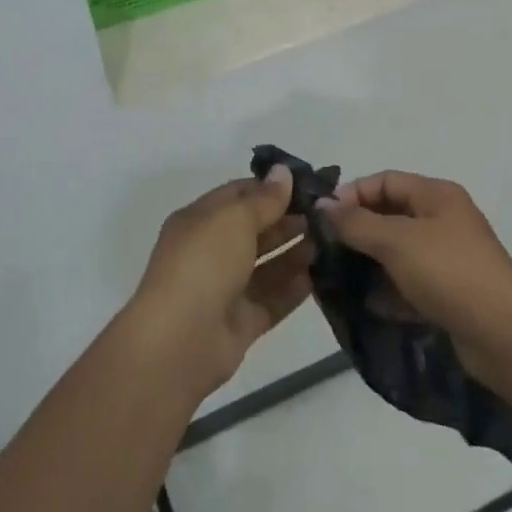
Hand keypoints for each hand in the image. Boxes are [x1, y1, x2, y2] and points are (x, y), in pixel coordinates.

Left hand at [126, 168, 315, 399]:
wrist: (180, 340)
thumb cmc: (204, 263)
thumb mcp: (234, 219)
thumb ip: (264, 198)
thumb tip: (284, 172)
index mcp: (199, 221)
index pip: (238, 195)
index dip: (270, 188)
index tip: (308, 186)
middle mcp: (210, 252)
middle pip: (254, 231)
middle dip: (288, 221)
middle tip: (327, 216)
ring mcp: (225, 289)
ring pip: (266, 266)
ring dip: (296, 253)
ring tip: (331, 241)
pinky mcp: (241, 323)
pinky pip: (272, 300)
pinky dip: (295, 289)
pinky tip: (321, 276)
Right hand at [318, 171, 511, 372]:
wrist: (505, 336)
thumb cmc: (449, 273)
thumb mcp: (396, 241)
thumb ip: (356, 222)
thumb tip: (322, 205)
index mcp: (437, 195)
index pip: (385, 180)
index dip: (352, 194)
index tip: (322, 218)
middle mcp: (443, 219)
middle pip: (390, 214)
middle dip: (357, 229)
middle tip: (325, 250)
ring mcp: (448, 257)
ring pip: (397, 251)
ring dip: (369, 261)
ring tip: (338, 277)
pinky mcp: (449, 292)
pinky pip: (409, 282)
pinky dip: (388, 289)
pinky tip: (367, 303)